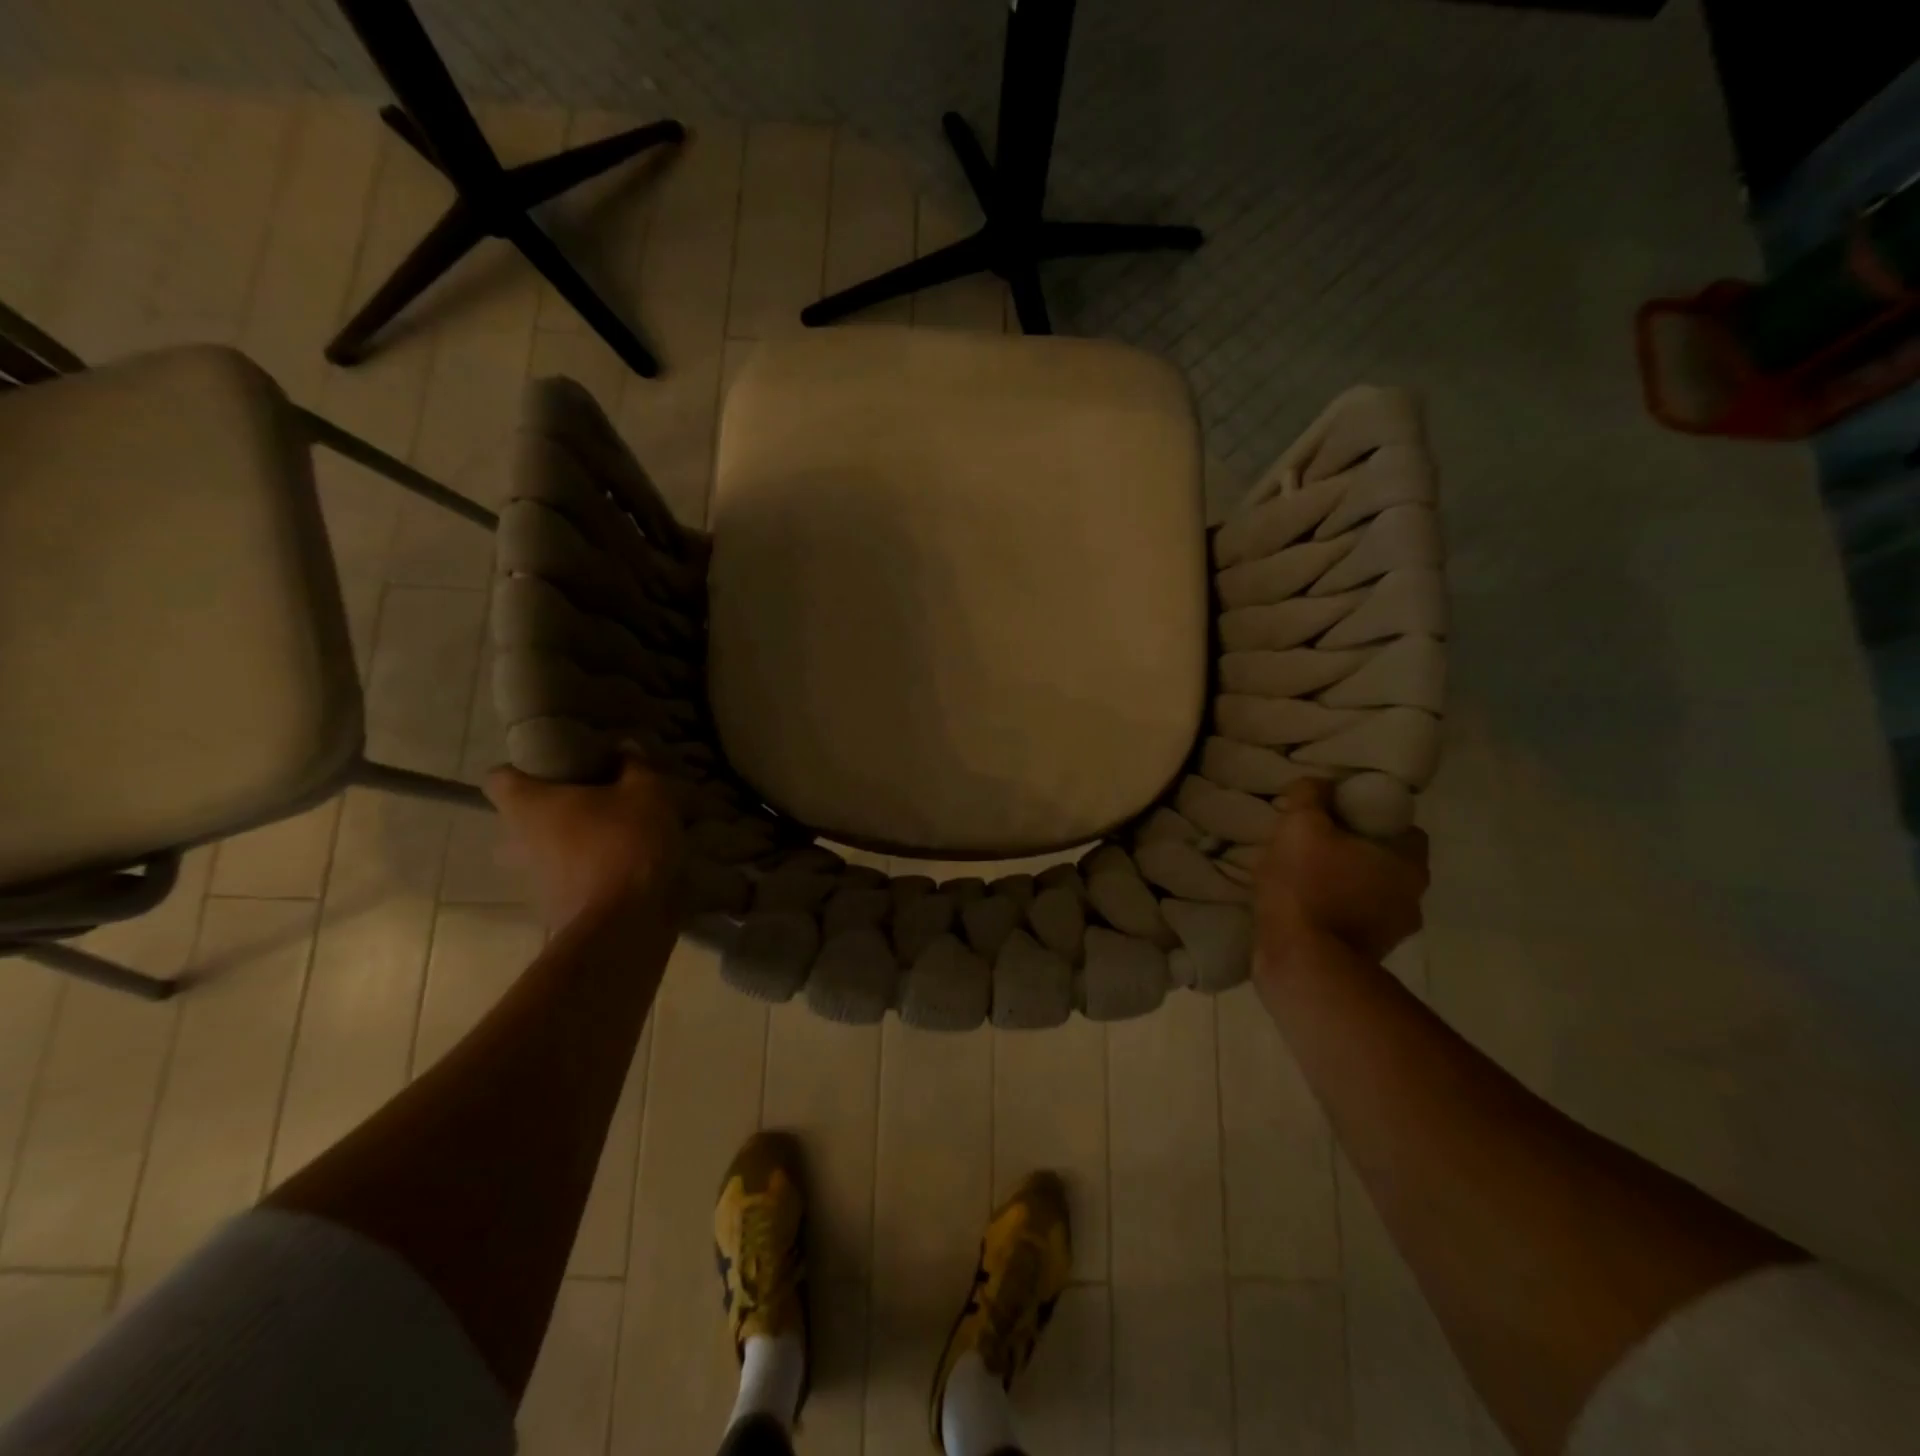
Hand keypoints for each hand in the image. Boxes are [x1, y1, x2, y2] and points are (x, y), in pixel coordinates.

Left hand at [484, 752, 687, 929]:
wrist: (626, 923)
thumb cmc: (625, 843)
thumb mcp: (647, 792)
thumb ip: (634, 765)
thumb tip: (624, 748)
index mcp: (527, 805)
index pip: (499, 777)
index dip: (525, 768)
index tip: (560, 766)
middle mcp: (514, 842)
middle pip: (521, 817)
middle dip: (552, 809)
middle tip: (593, 802)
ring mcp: (531, 881)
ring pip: (542, 851)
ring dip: (569, 844)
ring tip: (613, 837)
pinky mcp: (553, 910)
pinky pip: (565, 880)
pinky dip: (586, 872)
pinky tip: (623, 867)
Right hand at [1254, 777, 1428, 978]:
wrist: (1300, 964)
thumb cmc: (1307, 887)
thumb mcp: (1300, 825)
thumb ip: (1310, 796)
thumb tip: (1317, 784)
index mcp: (1409, 864)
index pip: (1401, 827)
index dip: (1369, 815)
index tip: (1336, 815)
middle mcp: (1412, 899)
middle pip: (1384, 861)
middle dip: (1353, 851)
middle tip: (1313, 842)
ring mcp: (1392, 933)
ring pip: (1368, 893)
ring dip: (1342, 883)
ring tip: (1301, 875)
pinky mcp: (1367, 957)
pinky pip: (1351, 920)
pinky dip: (1331, 911)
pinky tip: (1300, 906)